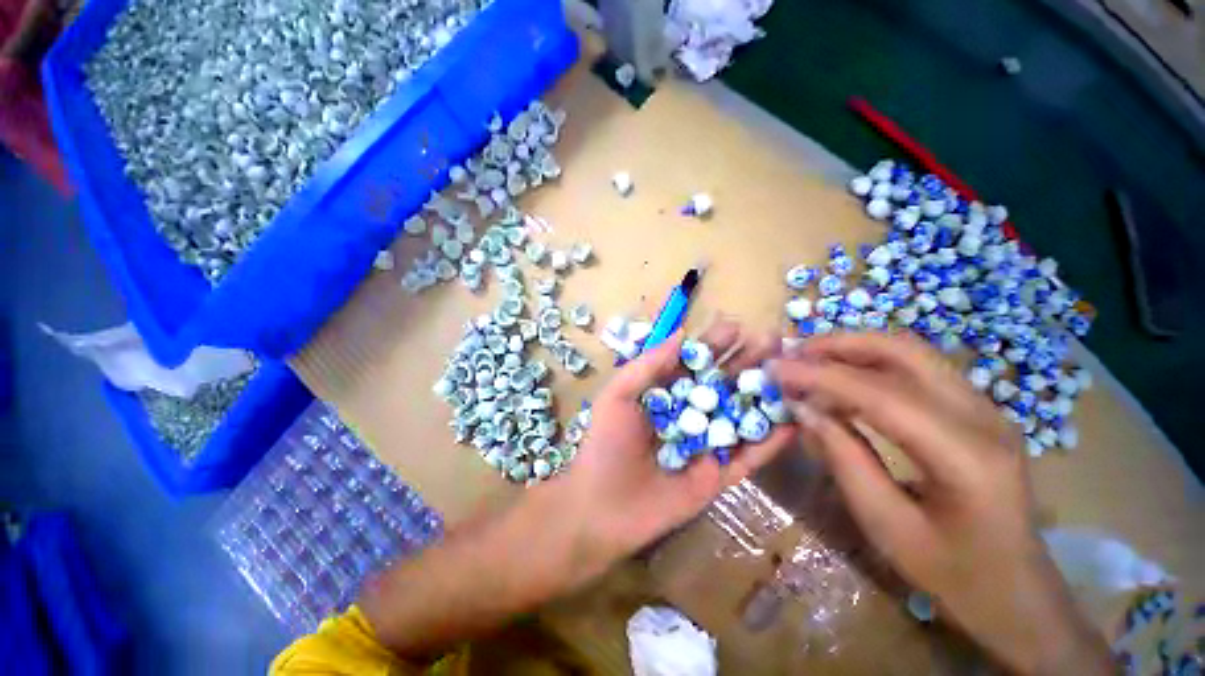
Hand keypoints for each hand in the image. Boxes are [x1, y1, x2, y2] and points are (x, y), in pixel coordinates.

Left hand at [545, 318, 796, 577]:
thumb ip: (648, 366)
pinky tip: (794, 422)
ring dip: (764, 395)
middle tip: (773, 341)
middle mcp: (688, 414)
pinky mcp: (718, 475)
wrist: (602, 507)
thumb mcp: (617, 396)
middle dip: (746, 362)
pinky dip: (771, 442)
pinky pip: (748, 457)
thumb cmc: (605, 444)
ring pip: (740, 415)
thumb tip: (681, 333)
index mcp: (664, 394)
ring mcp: (706, 445)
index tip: (736, 326)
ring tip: (790, 372)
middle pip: (722, 383)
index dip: (713, 344)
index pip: (694, 363)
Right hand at [769, 332, 1111, 675]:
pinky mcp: (974, 408)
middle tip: (792, 354)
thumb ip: (843, 460)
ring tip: (807, 361)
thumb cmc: (952, 572)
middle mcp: (982, 417)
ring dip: (852, 349)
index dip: (820, 376)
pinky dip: (869, 364)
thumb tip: (802, 409)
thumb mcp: (886, 526)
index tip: (774, 369)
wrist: (1016, 589)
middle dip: (839, 344)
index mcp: (966, 456)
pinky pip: (914, 369)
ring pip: (909, 352)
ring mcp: (983, 407)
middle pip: (903, 351)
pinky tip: (840, 382)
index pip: (881, 394)